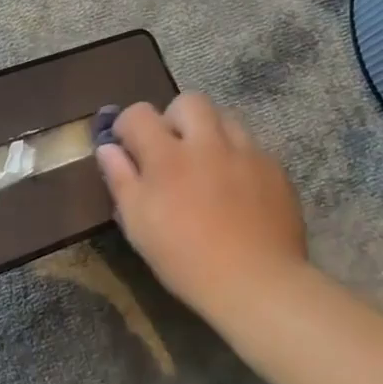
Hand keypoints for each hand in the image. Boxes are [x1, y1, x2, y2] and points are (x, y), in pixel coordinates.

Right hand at [95, 93, 308, 322]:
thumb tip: (107, 148)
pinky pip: (252, 146)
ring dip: (209, 132)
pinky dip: (237, 156)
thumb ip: (120, 179)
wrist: (255, 282)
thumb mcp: (138, 224)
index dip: (128, 124)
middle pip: (188, 101)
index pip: (140, 113)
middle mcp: (208, 143)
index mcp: (167, 155)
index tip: (127, 146)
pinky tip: (235, 187)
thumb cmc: (184, 258)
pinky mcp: (275, 169)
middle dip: (174, 117)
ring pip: (225, 117)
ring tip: (206, 163)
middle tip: (171, 149)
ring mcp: (246, 152)